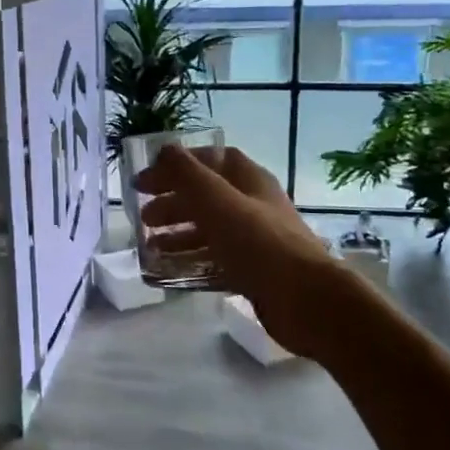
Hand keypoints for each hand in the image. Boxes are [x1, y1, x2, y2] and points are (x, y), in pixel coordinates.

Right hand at [133, 144, 351, 358]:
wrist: (305, 299)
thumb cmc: (259, 243)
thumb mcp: (217, 201)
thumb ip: (187, 174)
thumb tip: (165, 149)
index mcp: (249, 181)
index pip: (211, 160)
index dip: (178, 165)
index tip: (146, 180)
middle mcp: (253, 206)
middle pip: (207, 196)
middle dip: (173, 202)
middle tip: (143, 218)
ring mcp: (255, 240)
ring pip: (210, 230)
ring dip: (178, 234)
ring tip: (150, 247)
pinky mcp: (254, 272)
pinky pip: (216, 260)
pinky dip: (191, 261)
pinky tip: (171, 271)